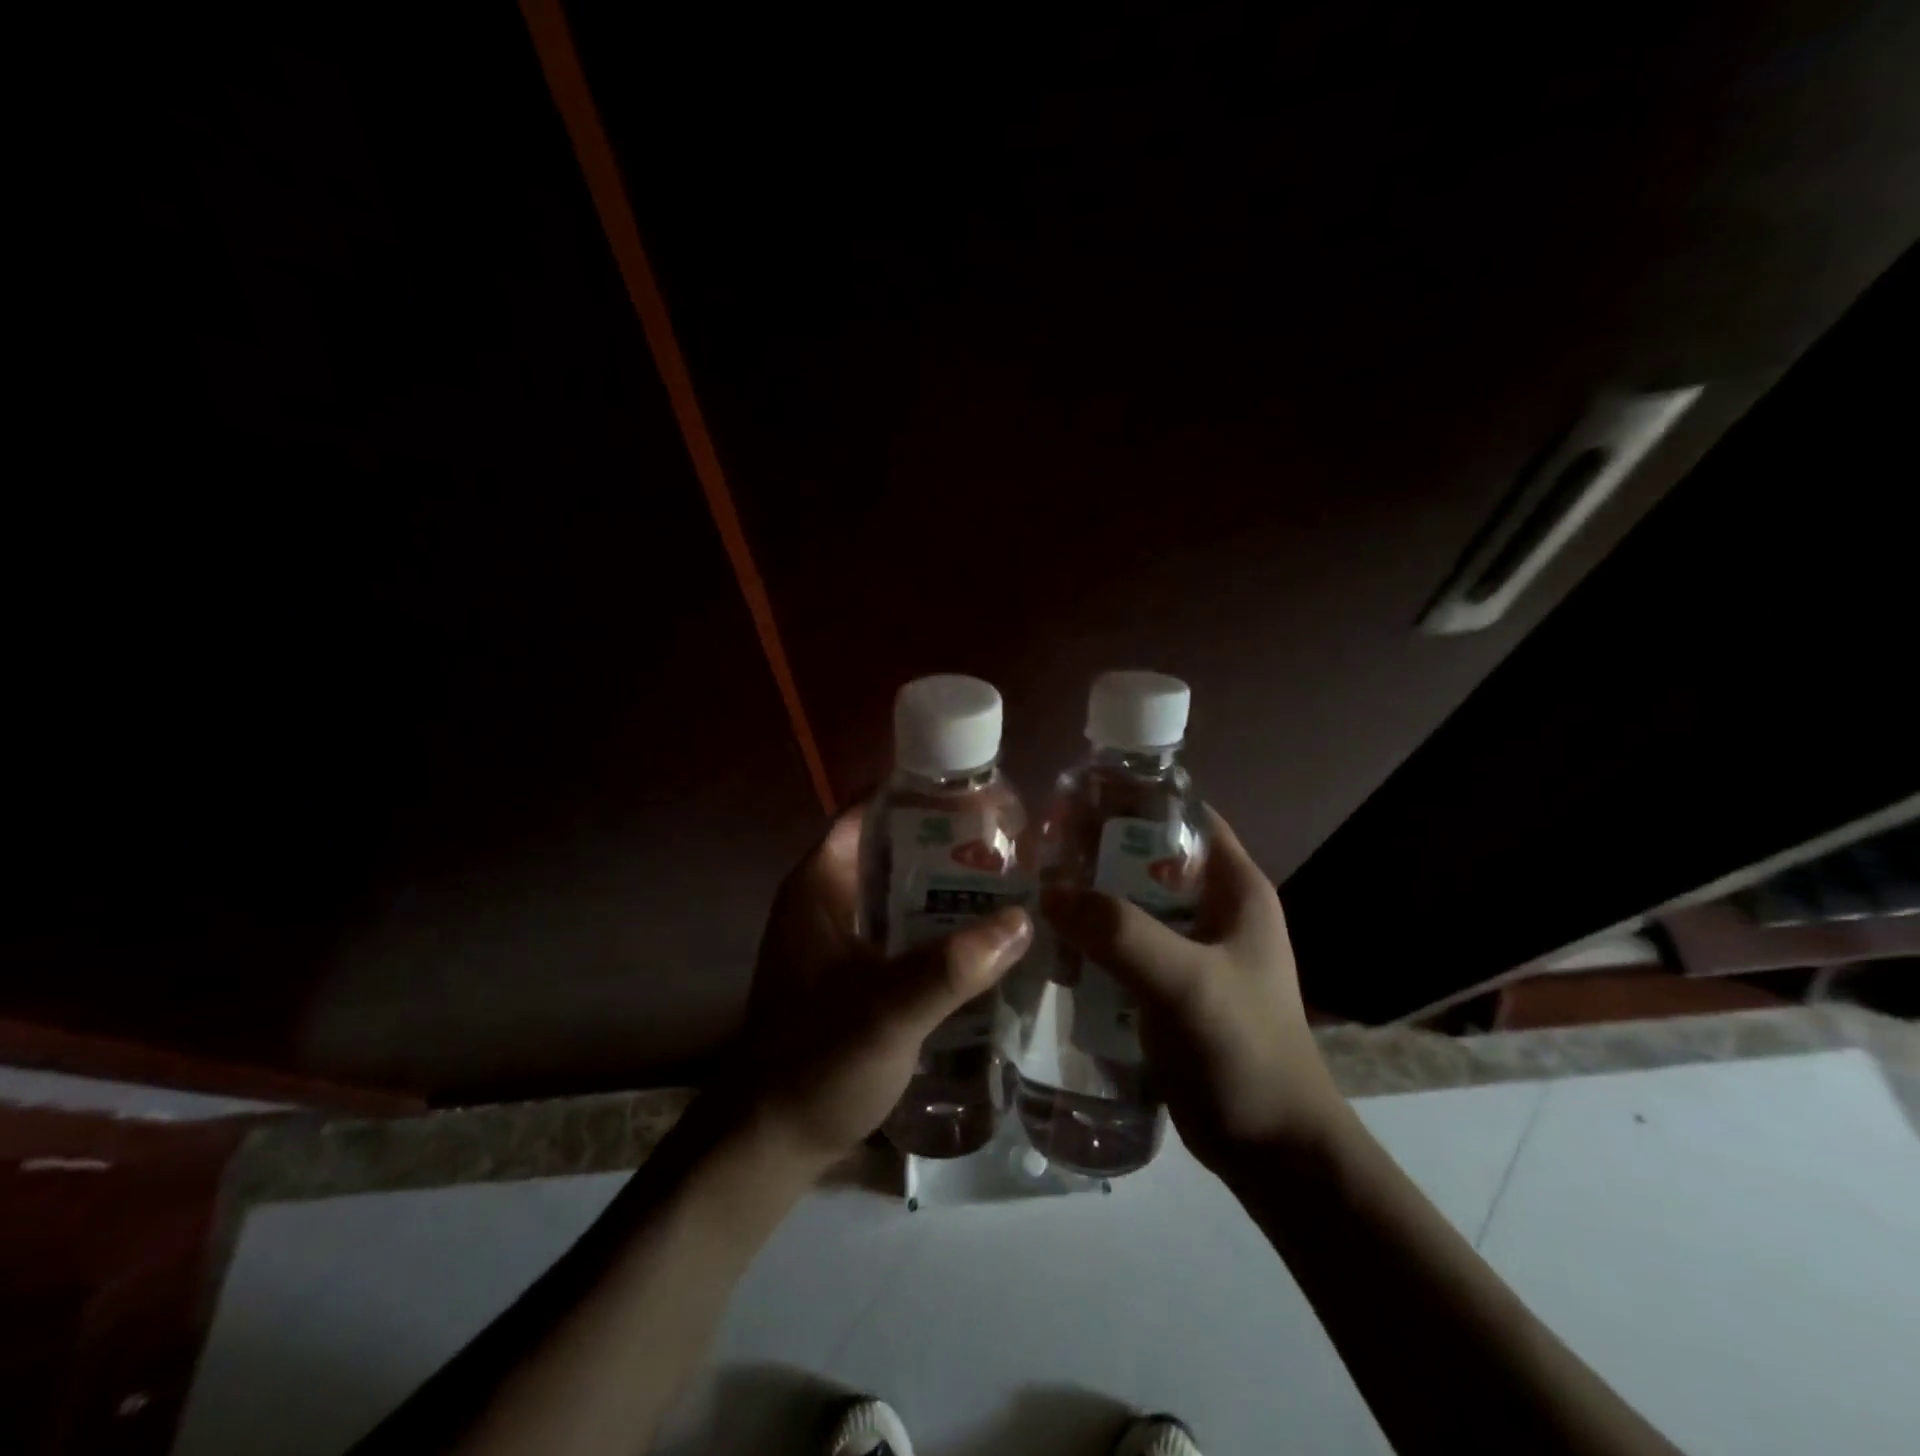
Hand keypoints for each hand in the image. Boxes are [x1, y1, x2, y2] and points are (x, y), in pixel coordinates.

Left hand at [735, 803, 1031, 1170]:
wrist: (769, 1142)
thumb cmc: (816, 1062)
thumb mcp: (888, 1011)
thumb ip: (953, 966)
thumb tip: (1022, 920)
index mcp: (818, 885)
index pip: (867, 813)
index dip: (917, 795)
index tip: (976, 795)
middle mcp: (822, 900)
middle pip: (888, 850)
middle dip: (943, 844)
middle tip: (1007, 845)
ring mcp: (832, 938)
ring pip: (894, 893)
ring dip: (941, 889)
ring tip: (1004, 886)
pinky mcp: (845, 973)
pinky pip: (894, 931)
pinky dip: (930, 927)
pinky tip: (976, 941)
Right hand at [1041, 806, 1340, 1175]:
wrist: (1274, 1152)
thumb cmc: (1244, 1051)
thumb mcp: (1183, 981)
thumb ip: (1119, 932)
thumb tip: (1049, 893)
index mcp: (1234, 888)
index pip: (1183, 816)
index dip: (1132, 800)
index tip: (1073, 801)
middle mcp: (1213, 910)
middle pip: (1147, 859)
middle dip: (1096, 853)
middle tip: (1037, 851)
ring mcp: (1191, 951)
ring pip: (1130, 906)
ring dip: (1089, 900)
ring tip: (1032, 892)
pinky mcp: (1169, 989)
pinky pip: (1123, 949)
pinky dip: (1091, 942)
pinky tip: (1050, 945)